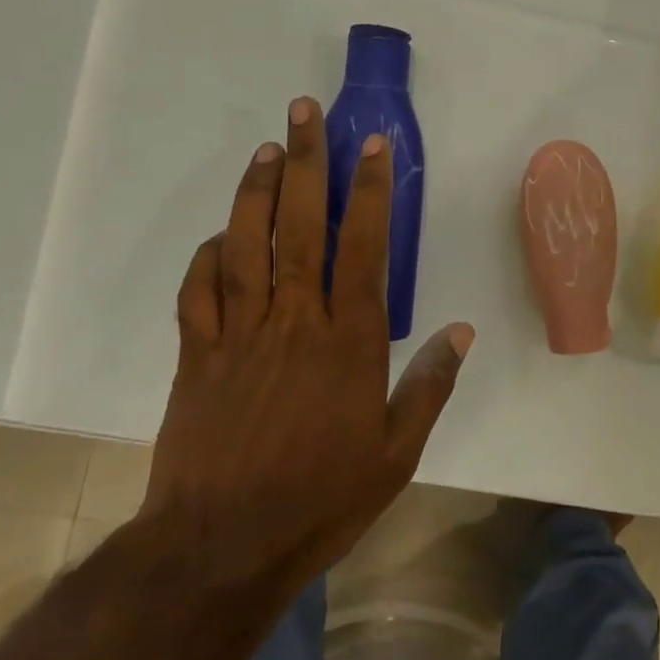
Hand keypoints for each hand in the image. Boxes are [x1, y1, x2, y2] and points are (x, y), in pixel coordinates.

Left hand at [145, 97, 472, 587]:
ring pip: (247, 244)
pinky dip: (208, 255)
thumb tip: (461, 331)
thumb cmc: (322, 498)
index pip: (365, 247)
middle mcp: (296, 321)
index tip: (373, 146)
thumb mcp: (397, 453)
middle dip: (307, 164)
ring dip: (258, 191)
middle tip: (305, 113)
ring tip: (268, 149)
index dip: (370, 191)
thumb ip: (430, 386)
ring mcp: (240, 333)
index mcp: (349, 342)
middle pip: (301, 227)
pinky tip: (220, 235)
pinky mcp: (198, 354)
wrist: (223, 545)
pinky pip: (199, 290)